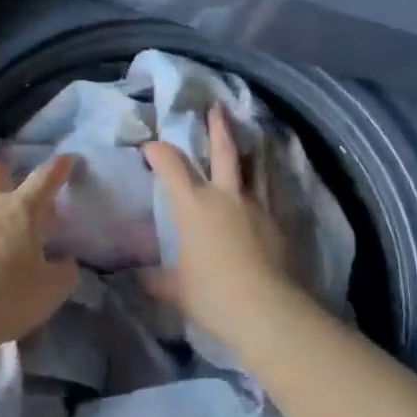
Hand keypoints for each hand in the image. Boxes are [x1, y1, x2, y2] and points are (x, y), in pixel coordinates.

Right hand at [141, 104, 293, 346]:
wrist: (267, 310)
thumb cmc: (212, 295)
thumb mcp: (176, 290)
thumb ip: (157, 279)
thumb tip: (138, 277)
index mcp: (193, 205)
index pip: (171, 165)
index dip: (158, 152)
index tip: (150, 147)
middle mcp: (225, 196)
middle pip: (222, 150)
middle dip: (217, 126)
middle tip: (216, 106)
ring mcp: (256, 206)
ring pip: (254, 166)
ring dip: (251, 148)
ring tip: (253, 136)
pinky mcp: (278, 222)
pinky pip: (271, 192)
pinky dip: (266, 181)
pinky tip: (267, 184)